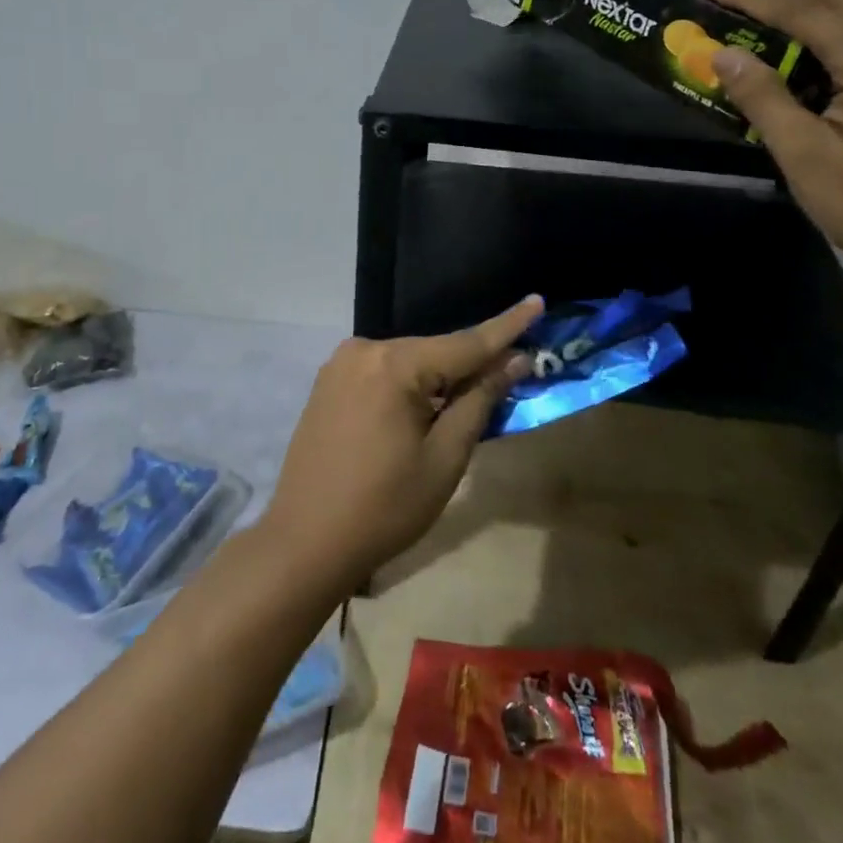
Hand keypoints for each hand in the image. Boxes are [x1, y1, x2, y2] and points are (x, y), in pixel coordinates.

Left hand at [260, 297, 543, 587]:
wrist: (305, 541)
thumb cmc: (385, 507)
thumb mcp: (444, 458)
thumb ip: (479, 400)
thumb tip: (514, 359)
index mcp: (394, 364)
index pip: (464, 343)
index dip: (506, 327)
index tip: (537, 301)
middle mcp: (364, 350)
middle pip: (434, 352)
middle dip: (471, 363)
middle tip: (512, 371)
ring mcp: (340, 364)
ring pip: (408, 362)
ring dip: (439, 377)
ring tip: (469, 398)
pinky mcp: (328, 382)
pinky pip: (383, 372)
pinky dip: (410, 384)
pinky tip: (423, 409)